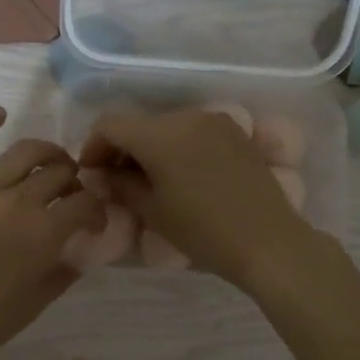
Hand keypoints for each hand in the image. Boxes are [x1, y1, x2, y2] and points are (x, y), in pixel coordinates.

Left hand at [0, 107, 105, 359]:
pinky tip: (0, 113)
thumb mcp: (37, 302)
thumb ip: (66, 269)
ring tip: (51, 161)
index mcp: (43, 234)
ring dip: (46, 152)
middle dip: (74, 181)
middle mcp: (15, 202)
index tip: (93, 220)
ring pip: (23, 152)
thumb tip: (83, 247)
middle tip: (71, 194)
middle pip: (58, 174)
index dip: (97, 209)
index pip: (85, 204)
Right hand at [79, 108, 315, 287]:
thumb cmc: (204, 232)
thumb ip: (120, 185)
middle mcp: (188, 116)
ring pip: (166, 127)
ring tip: (148, 182)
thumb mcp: (153, 211)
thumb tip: (98, 175)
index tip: (91, 175)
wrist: (269, 242)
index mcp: (161, 133)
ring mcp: (215, 121)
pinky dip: (176, 148)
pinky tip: (179, 176)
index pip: (110, 125)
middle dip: (121, 148)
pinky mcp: (235, 133)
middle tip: (116, 182)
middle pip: (139, 123)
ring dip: (149, 148)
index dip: (93, 147)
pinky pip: (192, 132)